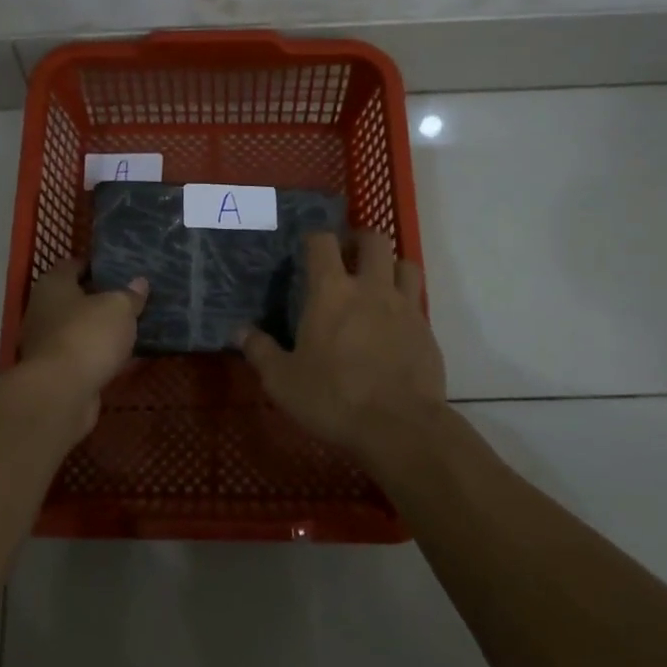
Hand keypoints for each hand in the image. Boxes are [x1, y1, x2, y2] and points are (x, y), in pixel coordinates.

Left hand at [19, 257, 147, 412]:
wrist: (61, 393)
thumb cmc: (87, 335)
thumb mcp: (119, 307)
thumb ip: (130, 294)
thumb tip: (139, 282)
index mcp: (53, 285)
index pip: (72, 264)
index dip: (96, 264)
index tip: (120, 267)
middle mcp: (44, 310)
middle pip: (76, 298)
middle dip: (102, 298)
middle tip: (133, 297)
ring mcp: (47, 343)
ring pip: (81, 329)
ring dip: (103, 330)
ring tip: (134, 326)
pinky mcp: (57, 372)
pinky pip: (85, 356)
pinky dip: (102, 355)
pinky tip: (128, 357)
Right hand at [240, 231, 445, 459]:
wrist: (400, 427)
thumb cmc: (334, 399)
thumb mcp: (283, 380)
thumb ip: (260, 351)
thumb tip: (239, 331)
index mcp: (331, 292)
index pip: (322, 243)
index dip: (314, 239)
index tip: (308, 249)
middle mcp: (371, 288)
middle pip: (374, 240)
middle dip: (360, 241)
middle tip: (348, 257)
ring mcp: (404, 307)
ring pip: (405, 264)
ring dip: (390, 266)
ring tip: (377, 283)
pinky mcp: (427, 331)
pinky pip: (417, 301)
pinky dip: (406, 302)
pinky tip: (393, 325)